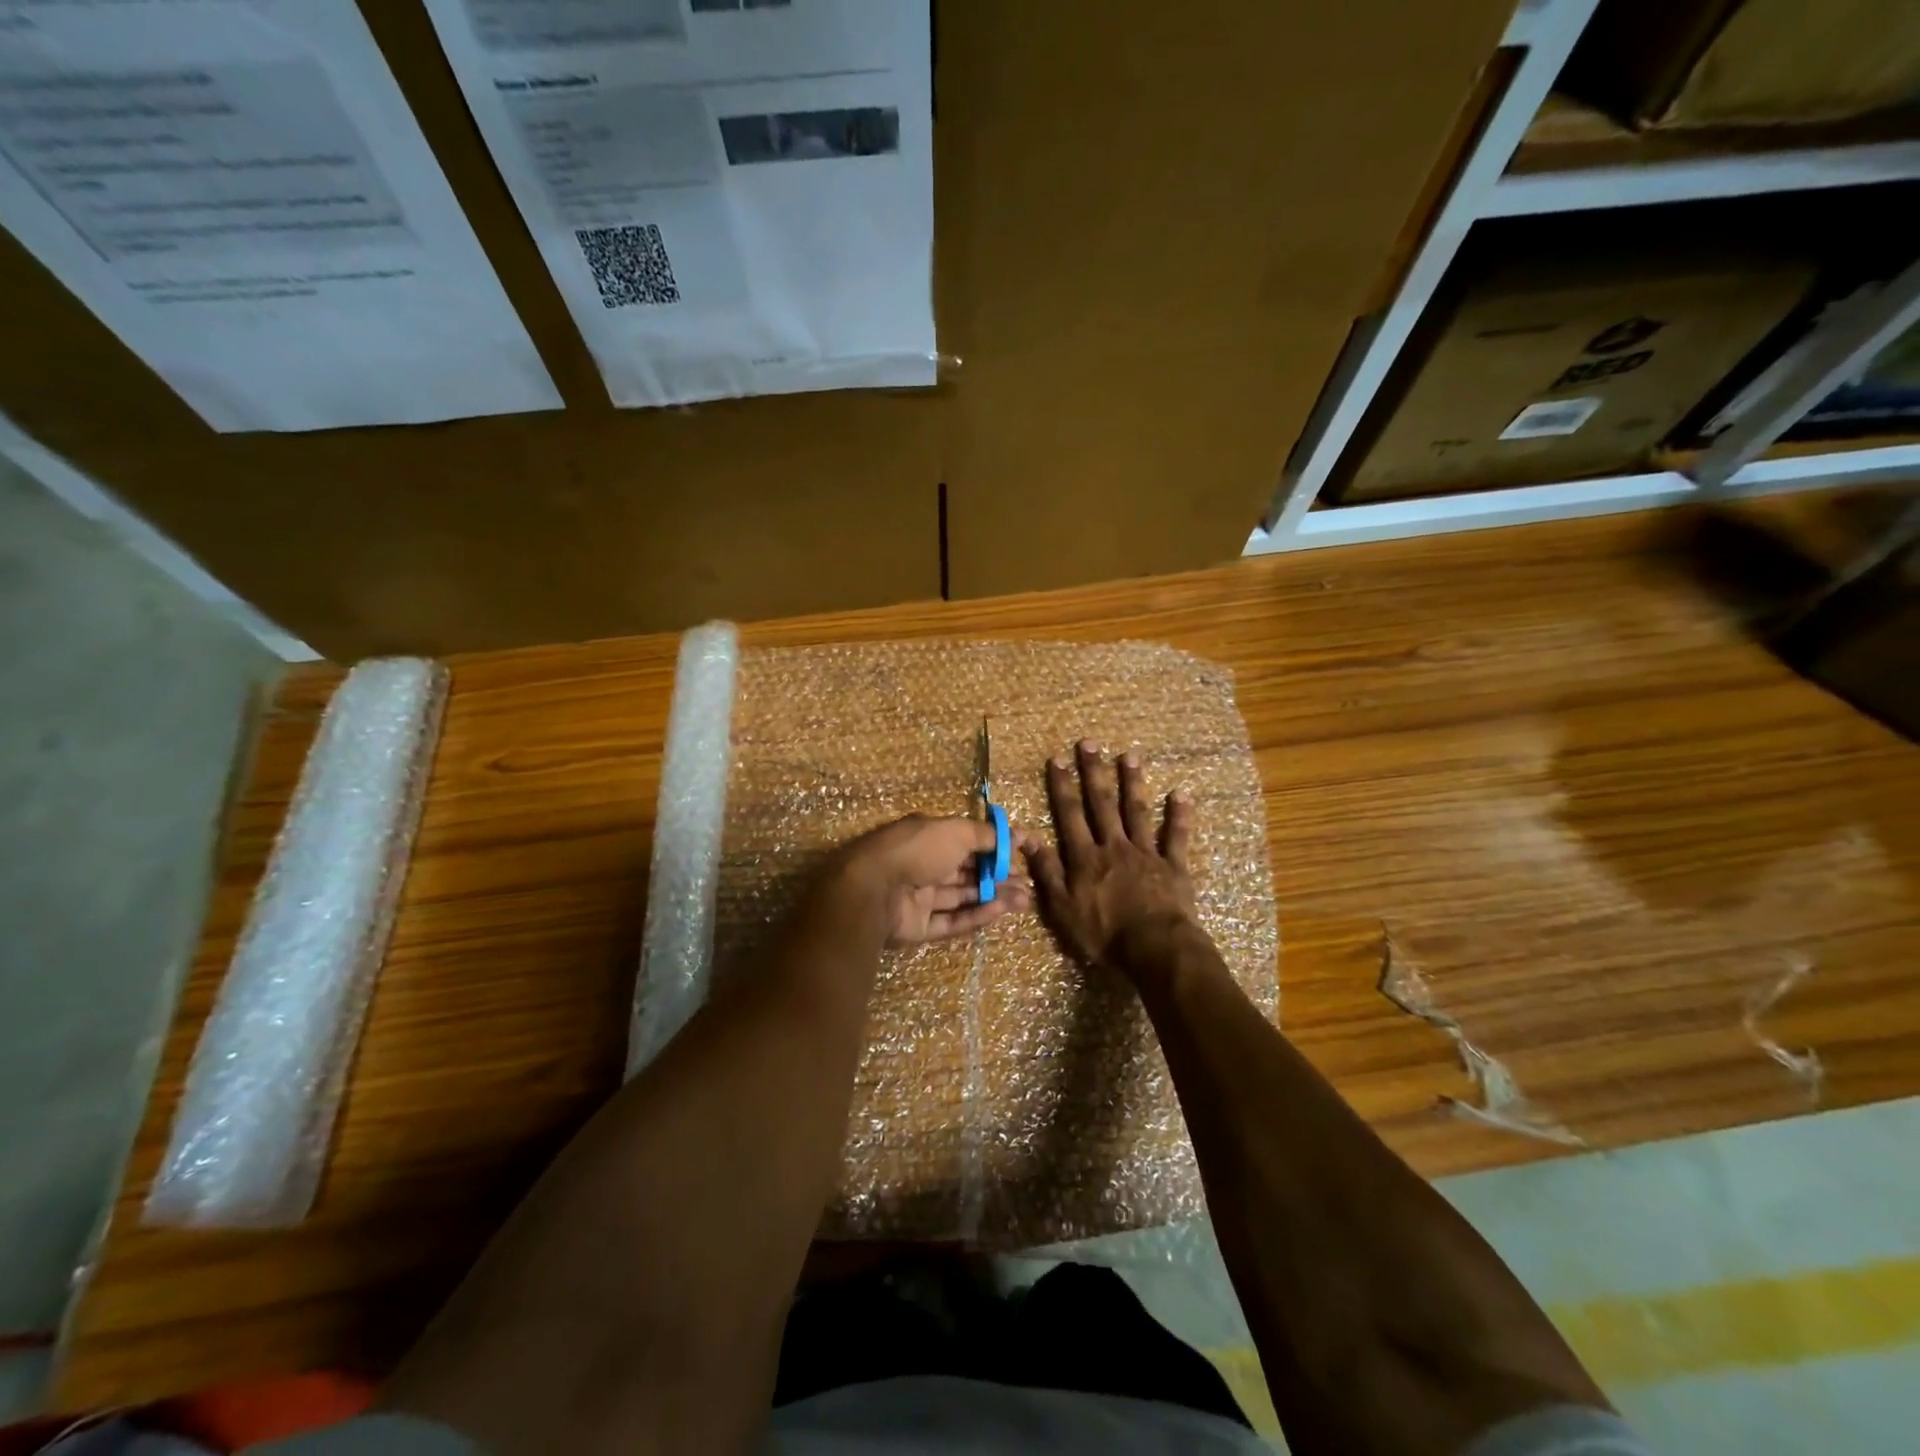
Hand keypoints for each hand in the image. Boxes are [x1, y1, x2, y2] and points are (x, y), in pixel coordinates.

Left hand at [829, 815, 1032, 945]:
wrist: (873, 890)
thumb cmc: (917, 850)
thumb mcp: (956, 831)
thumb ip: (987, 836)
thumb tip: (1015, 836)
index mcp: (928, 838)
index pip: (968, 841)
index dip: (996, 848)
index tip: (1024, 853)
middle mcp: (923, 865)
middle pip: (967, 872)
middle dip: (999, 876)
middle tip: (1028, 883)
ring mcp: (919, 898)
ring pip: (963, 897)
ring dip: (994, 896)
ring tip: (1024, 899)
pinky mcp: (918, 928)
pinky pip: (952, 921)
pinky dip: (976, 915)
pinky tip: (1000, 910)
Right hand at [1025, 740, 1197, 970]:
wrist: (1155, 950)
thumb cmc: (1104, 935)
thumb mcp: (1062, 909)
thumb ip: (1047, 872)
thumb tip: (1028, 838)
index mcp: (1085, 858)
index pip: (1069, 815)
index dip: (1062, 786)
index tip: (1057, 759)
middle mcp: (1114, 847)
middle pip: (1102, 804)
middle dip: (1094, 772)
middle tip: (1090, 744)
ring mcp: (1146, 853)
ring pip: (1137, 811)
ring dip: (1132, 782)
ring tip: (1129, 756)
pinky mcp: (1173, 866)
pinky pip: (1176, 836)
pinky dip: (1179, 815)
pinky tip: (1181, 793)